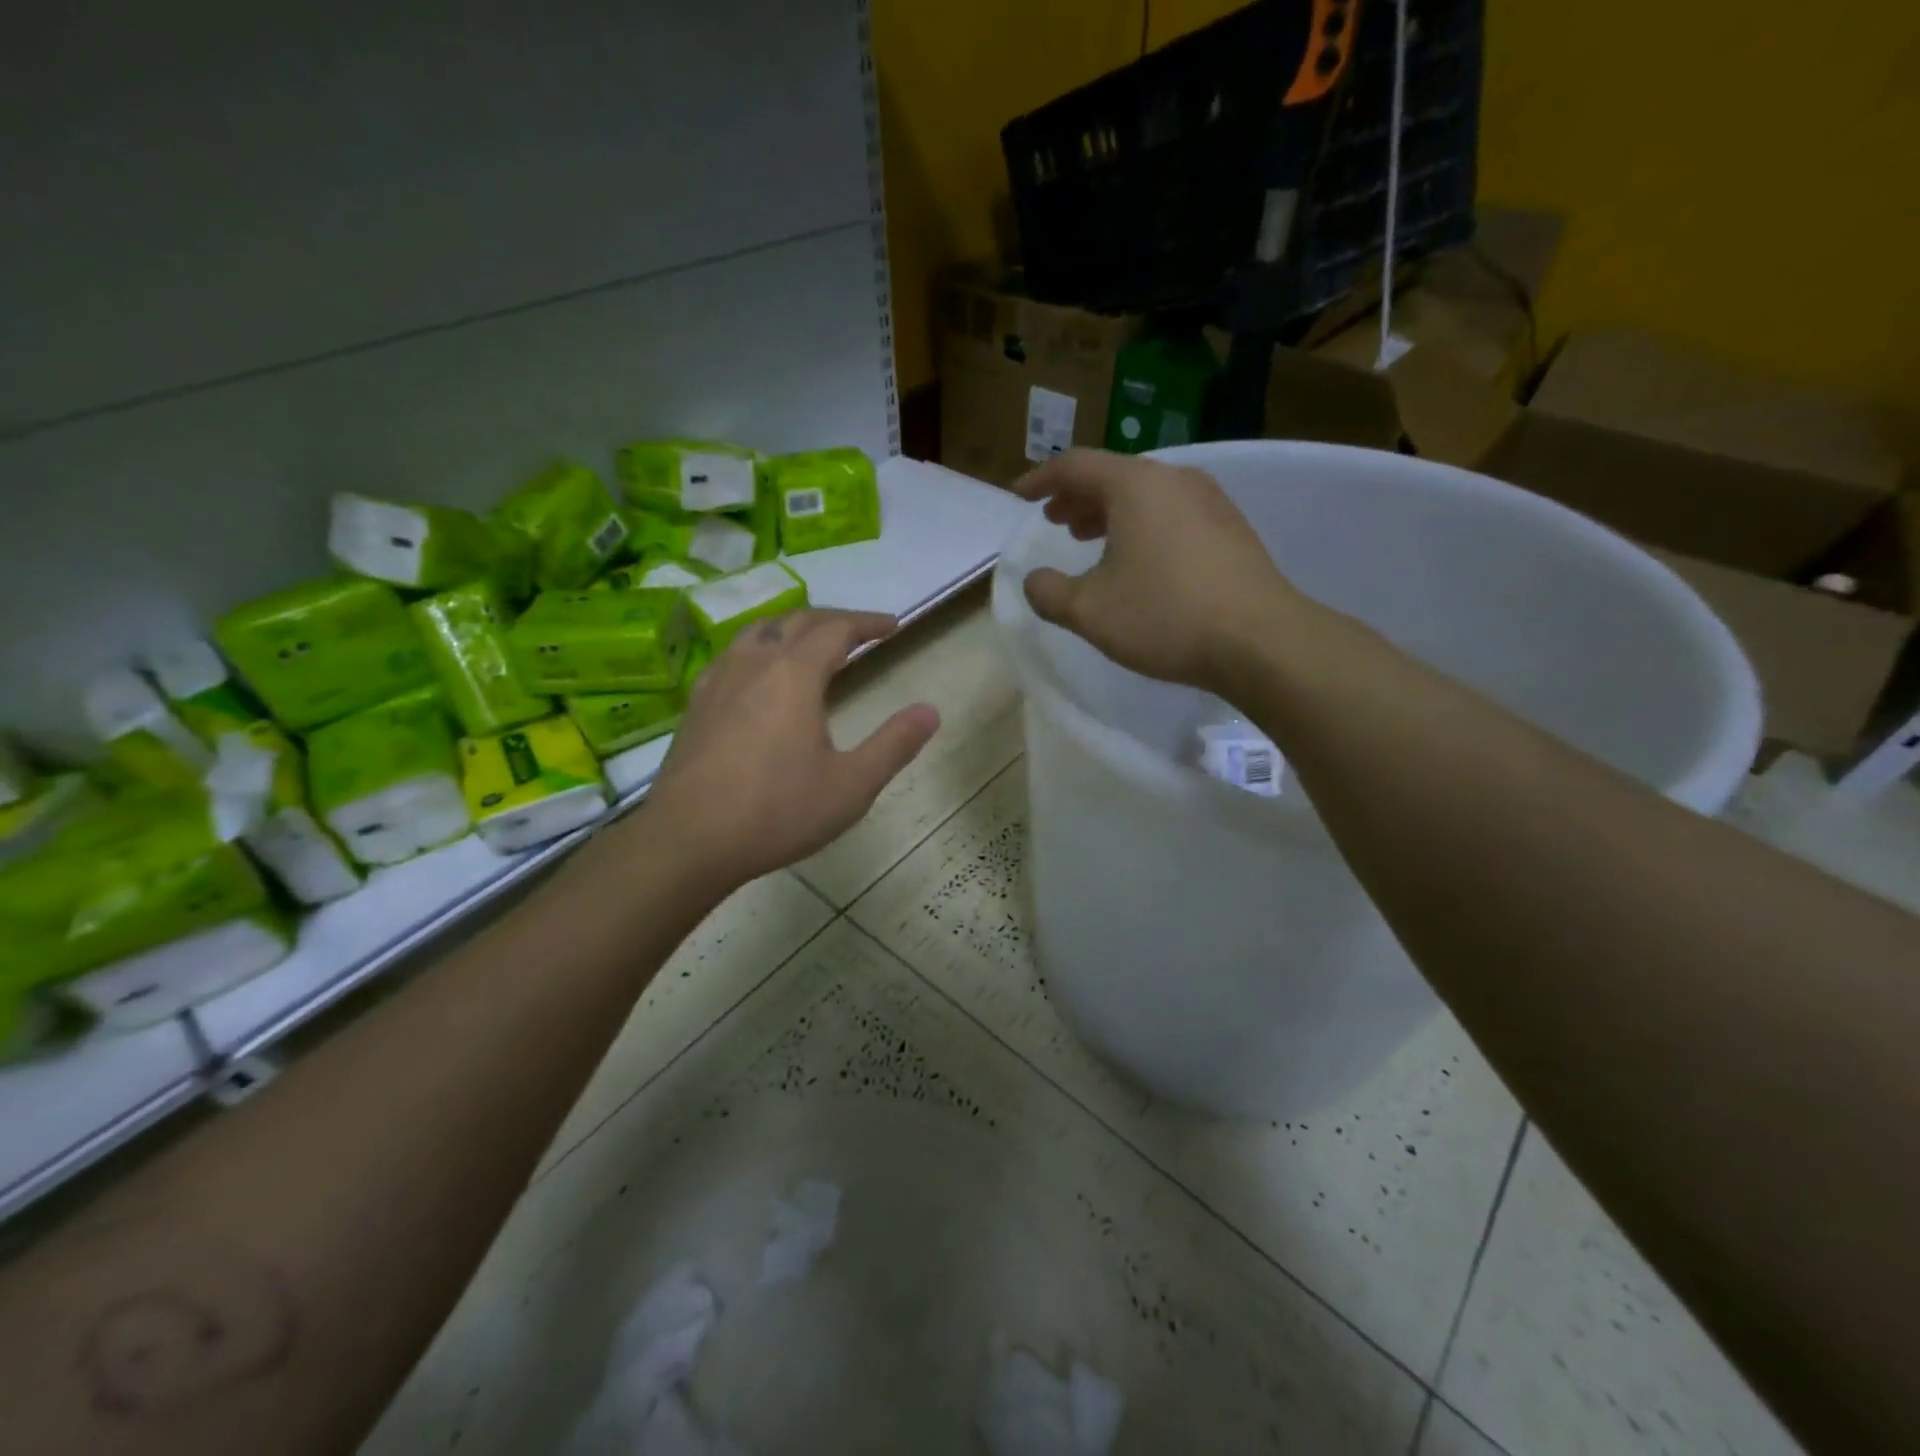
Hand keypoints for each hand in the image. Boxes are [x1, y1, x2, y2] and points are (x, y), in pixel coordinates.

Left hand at [642, 610, 939, 888]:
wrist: (688, 841)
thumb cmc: (777, 812)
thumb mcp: (851, 786)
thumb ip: (894, 745)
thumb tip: (930, 711)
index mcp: (794, 675)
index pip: (836, 629)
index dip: (867, 623)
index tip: (893, 626)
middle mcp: (754, 664)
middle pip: (797, 621)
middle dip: (834, 620)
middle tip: (861, 632)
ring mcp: (718, 681)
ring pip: (759, 631)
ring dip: (793, 627)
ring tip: (813, 643)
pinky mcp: (696, 704)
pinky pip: (733, 655)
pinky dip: (761, 648)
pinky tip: (760, 674)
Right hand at [1011, 450, 1298, 692]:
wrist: (1260, 640)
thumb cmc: (1164, 616)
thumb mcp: (1089, 611)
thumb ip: (1049, 593)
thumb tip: (1034, 580)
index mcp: (1135, 485)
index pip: (1076, 466)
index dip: (1040, 479)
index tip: (1019, 496)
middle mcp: (1174, 480)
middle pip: (1113, 475)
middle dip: (1077, 496)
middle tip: (1055, 520)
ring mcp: (1210, 501)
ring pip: (1146, 495)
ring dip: (1110, 513)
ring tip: (1089, 539)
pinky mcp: (1230, 528)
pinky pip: (1172, 513)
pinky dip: (1142, 526)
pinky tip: (1138, 561)